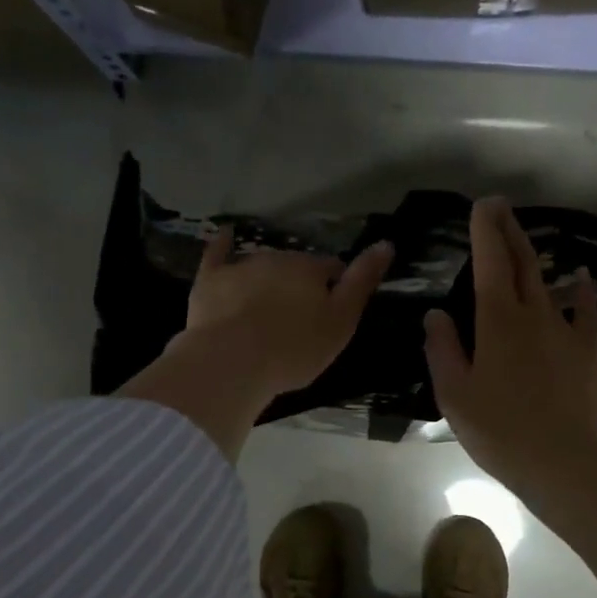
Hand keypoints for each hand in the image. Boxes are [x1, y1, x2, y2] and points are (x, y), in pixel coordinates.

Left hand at [182, 230, 393, 401]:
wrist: (232, 362)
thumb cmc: (294, 349)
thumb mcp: (340, 323)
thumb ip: (362, 283)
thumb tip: (386, 244)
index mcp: (311, 270)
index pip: (332, 269)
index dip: (336, 288)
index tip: (333, 313)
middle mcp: (277, 259)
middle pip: (296, 267)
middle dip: (300, 286)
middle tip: (299, 320)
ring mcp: (241, 267)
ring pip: (262, 266)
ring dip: (268, 279)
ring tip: (266, 307)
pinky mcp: (210, 280)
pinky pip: (217, 254)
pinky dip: (222, 244)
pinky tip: (224, 235)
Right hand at [424, 198, 596, 502]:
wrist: (559, 461)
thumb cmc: (497, 430)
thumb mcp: (454, 394)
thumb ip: (442, 349)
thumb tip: (436, 314)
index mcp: (497, 322)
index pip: (491, 263)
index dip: (486, 231)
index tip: (482, 205)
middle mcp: (533, 314)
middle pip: (522, 262)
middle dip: (509, 230)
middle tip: (500, 206)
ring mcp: (565, 331)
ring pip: (549, 282)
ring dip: (534, 257)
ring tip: (524, 240)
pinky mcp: (586, 352)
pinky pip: (586, 311)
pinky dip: (582, 290)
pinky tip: (581, 277)